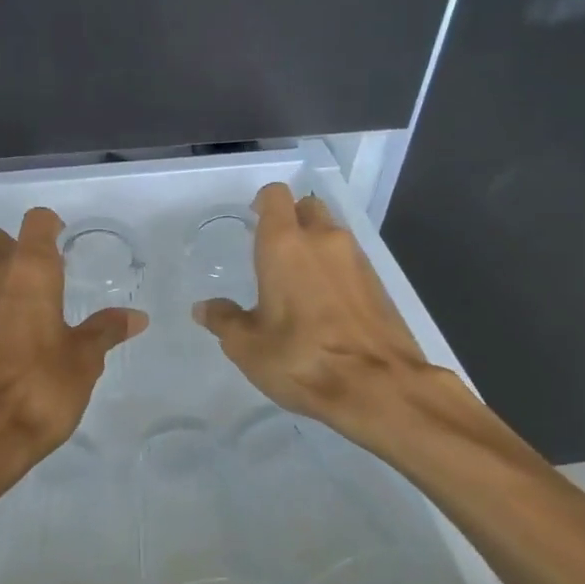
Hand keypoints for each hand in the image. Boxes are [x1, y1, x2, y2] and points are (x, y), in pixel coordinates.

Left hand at [0, 207, 145, 504]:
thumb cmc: (39, 388)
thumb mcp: (84, 360)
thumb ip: (106, 332)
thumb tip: (136, 316)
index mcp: (28, 272)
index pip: (36, 223)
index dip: (51, 227)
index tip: (65, 243)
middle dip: (16, 248)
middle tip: (45, 275)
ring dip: (1, 280)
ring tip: (33, 310)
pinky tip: (12, 342)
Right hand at [194, 183, 437, 451]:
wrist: (379, 387)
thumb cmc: (302, 359)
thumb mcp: (247, 347)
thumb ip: (224, 320)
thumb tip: (204, 308)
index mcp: (284, 245)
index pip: (275, 196)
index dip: (262, 203)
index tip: (253, 221)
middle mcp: (323, 240)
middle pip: (307, 207)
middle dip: (291, 220)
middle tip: (273, 252)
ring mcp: (356, 259)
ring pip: (331, 233)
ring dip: (315, 246)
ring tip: (298, 282)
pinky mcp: (379, 283)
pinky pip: (350, 261)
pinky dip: (335, 270)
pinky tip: (325, 304)